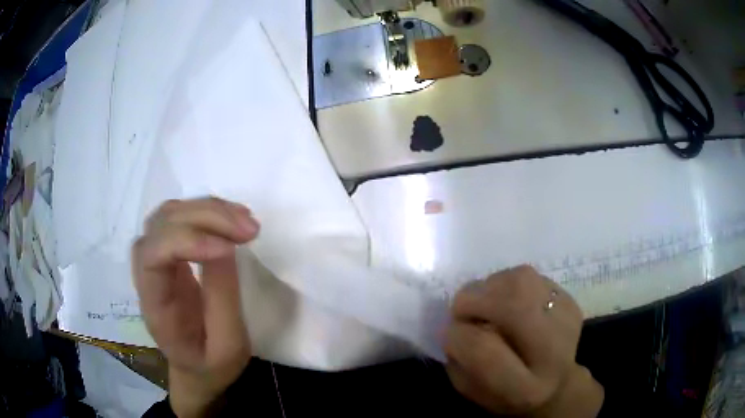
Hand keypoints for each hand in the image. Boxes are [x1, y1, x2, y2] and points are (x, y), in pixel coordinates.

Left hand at [132, 197, 258, 417]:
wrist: (196, 367)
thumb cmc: (211, 364)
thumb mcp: (227, 346)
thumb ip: (222, 298)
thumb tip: (225, 245)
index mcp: (154, 305)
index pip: (152, 255)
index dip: (186, 241)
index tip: (230, 249)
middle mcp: (147, 275)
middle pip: (161, 225)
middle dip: (205, 218)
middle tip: (249, 229)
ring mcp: (156, 260)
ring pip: (170, 214)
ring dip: (208, 209)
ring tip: (245, 222)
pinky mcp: (170, 254)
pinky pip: (181, 218)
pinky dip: (208, 211)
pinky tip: (233, 219)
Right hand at [445, 266, 603, 416]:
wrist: (555, 383)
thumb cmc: (506, 394)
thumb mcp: (474, 391)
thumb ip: (460, 362)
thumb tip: (454, 326)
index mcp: (525, 388)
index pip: (484, 351)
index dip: (457, 336)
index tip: (448, 333)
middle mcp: (554, 353)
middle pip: (514, 306)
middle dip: (474, 300)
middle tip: (461, 308)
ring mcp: (567, 320)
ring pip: (522, 281)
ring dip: (490, 285)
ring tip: (483, 301)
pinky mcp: (570, 300)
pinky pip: (530, 276)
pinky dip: (507, 281)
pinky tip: (504, 297)